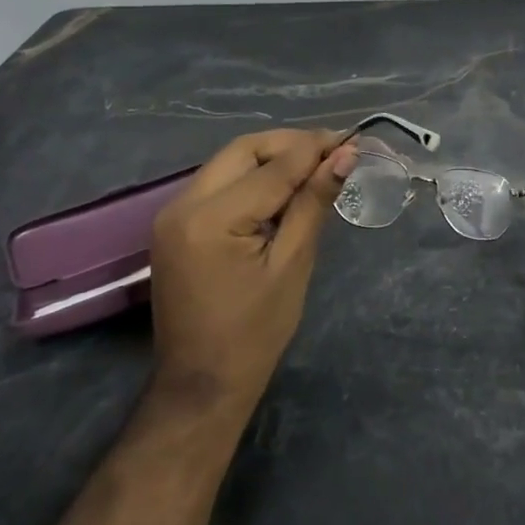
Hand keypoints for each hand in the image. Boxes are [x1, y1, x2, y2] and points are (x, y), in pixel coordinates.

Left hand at [149, 128, 357, 413]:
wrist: (201, 385)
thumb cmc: (255, 333)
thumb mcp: (292, 264)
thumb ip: (313, 202)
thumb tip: (345, 155)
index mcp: (211, 218)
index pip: (273, 166)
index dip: (315, 148)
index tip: (352, 138)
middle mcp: (183, 204)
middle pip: (244, 151)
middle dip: (290, 145)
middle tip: (333, 152)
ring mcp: (172, 213)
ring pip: (229, 162)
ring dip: (272, 159)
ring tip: (315, 168)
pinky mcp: (175, 224)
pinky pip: (218, 183)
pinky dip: (252, 178)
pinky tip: (282, 189)